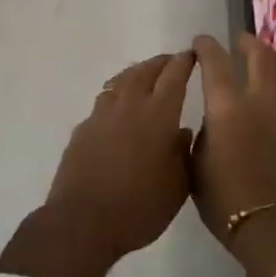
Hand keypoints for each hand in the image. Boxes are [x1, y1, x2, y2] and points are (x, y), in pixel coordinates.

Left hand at [0, 52, 195, 276]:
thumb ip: (183, 153)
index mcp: (158, 115)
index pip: (174, 76)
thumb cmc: (139, 207)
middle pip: (145, 72)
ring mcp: (102, 115)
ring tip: (144, 75)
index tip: (192, 54)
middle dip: (160, 63)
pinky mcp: (83, 129)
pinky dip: (116, 94)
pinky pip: (103, 101)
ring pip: (121, 81)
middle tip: (171, 61)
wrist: (83, 222)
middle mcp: (129, 105)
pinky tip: (117, 106)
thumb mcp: (177, 186)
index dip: (184, 62)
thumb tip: (183, 130)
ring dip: (136, 73)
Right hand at [191, 34, 275, 276]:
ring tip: (267, 59)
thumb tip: (211, 121)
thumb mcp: (197, 167)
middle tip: (240, 41)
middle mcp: (261, 98)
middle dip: (247, 43)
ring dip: (275, 60)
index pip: (215, 61)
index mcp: (227, 105)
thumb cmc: (227, 201)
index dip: (206, 47)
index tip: (200, 42)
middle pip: (259, 55)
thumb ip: (202, 135)